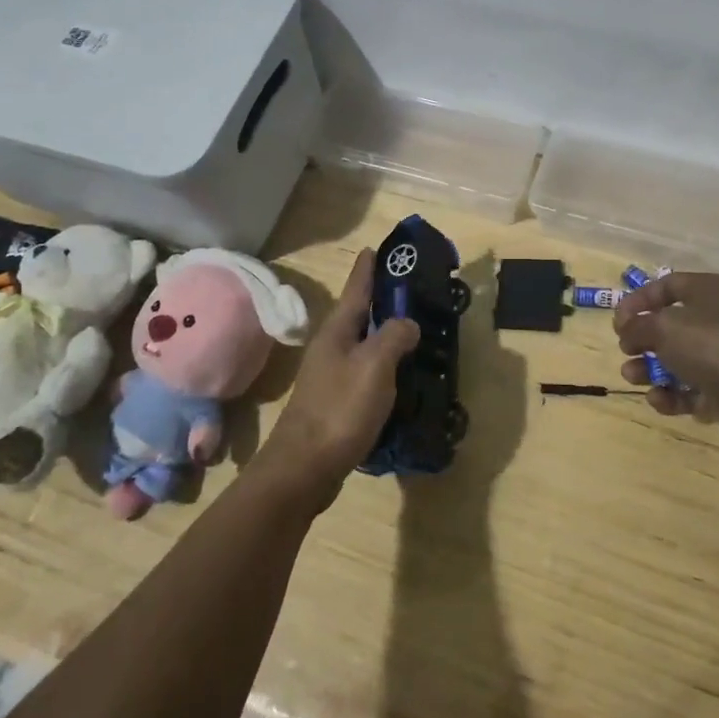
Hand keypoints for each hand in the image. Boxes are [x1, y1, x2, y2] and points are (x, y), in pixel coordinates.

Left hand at [254, 249, 417, 508]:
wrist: (303, 469)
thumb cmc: (340, 409)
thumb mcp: (374, 365)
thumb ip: (394, 336)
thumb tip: (408, 324)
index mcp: (338, 332)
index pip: (356, 289)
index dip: (368, 269)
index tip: (375, 247)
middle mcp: (331, 348)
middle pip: (360, 316)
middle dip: (382, 301)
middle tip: (412, 291)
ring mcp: (331, 377)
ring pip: (364, 345)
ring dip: (385, 335)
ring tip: (415, 331)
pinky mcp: (336, 403)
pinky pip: (366, 373)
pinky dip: (384, 366)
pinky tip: (401, 376)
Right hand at [613, 272, 718, 445]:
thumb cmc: (712, 346)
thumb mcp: (664, 327)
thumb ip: (637, 325)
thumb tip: (626, 330)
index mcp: (707, 291)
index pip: (667, 285)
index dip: (639, 300)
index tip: (618, 321)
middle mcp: (716, 318)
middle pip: (670, 324)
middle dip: (643, 339)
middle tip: (626, 350)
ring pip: (678, 359)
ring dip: (650, 369)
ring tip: (632, 377)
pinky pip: (691, 389)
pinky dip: (672, 394)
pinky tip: (658, 399)